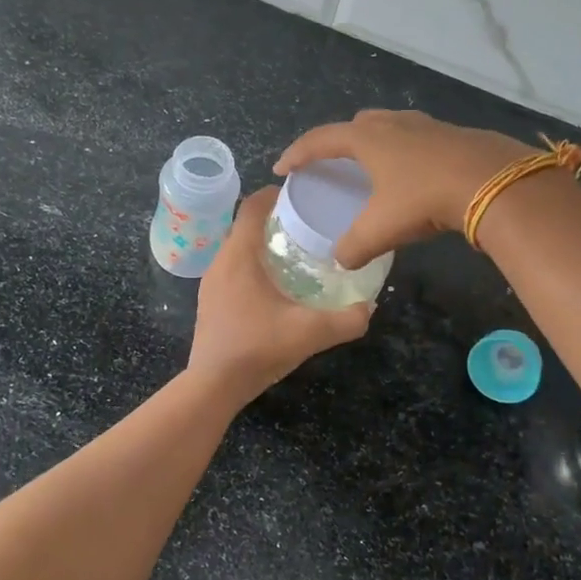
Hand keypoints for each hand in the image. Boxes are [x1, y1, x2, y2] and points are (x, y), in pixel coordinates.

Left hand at [185, 189, 371, 405]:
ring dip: (262, 242)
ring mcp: (211, 282)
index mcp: (239, 255)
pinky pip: (232, 268)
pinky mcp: (210, 300)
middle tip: (306, 224)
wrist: (213, 385)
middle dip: (273, 218)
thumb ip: (346, 320)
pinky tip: (275, 284)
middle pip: (244, 224)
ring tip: (294, 251)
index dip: (274, 194)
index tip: (301, 195)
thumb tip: (369, 307)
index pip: (252, 206)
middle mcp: (220, 261)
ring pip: (237, 248)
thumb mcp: (310, 333)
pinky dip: (252, 264)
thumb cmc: (257, 348)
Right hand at [274, 110, 531, 267]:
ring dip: (375, 145)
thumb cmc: (426, 197)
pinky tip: (413, 177)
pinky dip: (404, 154)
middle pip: (356, 126)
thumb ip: (355, 246)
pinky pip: (416, 140)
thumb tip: (341, 260)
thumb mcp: (382, 228)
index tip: (282, 168)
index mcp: (367, 138)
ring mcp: (426, 126)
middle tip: (332, 165)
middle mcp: (393, 124)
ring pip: (390, 128)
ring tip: (372, 170)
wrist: (494, 182)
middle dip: (339, 142)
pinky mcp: (453, 136)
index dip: (297, 154)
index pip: (320, 140)